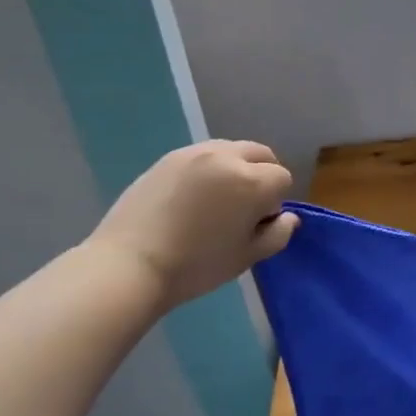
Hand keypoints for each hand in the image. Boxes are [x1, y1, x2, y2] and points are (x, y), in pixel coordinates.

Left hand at [89, 141, 296, 309]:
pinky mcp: (166, 159)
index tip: (256, 224)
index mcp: (252, 181)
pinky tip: (191, 198)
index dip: (274, 203)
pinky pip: (201, 156)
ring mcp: (193, 154)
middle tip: (243, 207)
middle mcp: (226, 157)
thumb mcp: (247, 257)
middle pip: (260, 154)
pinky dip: (207, 170)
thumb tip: (287, 217)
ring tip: (217, 200)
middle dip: (261, 175)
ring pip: (230, 150)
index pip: (282, 178)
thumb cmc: (197, 265)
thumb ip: (277, 234)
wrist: (129, 265)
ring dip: (235, 168)